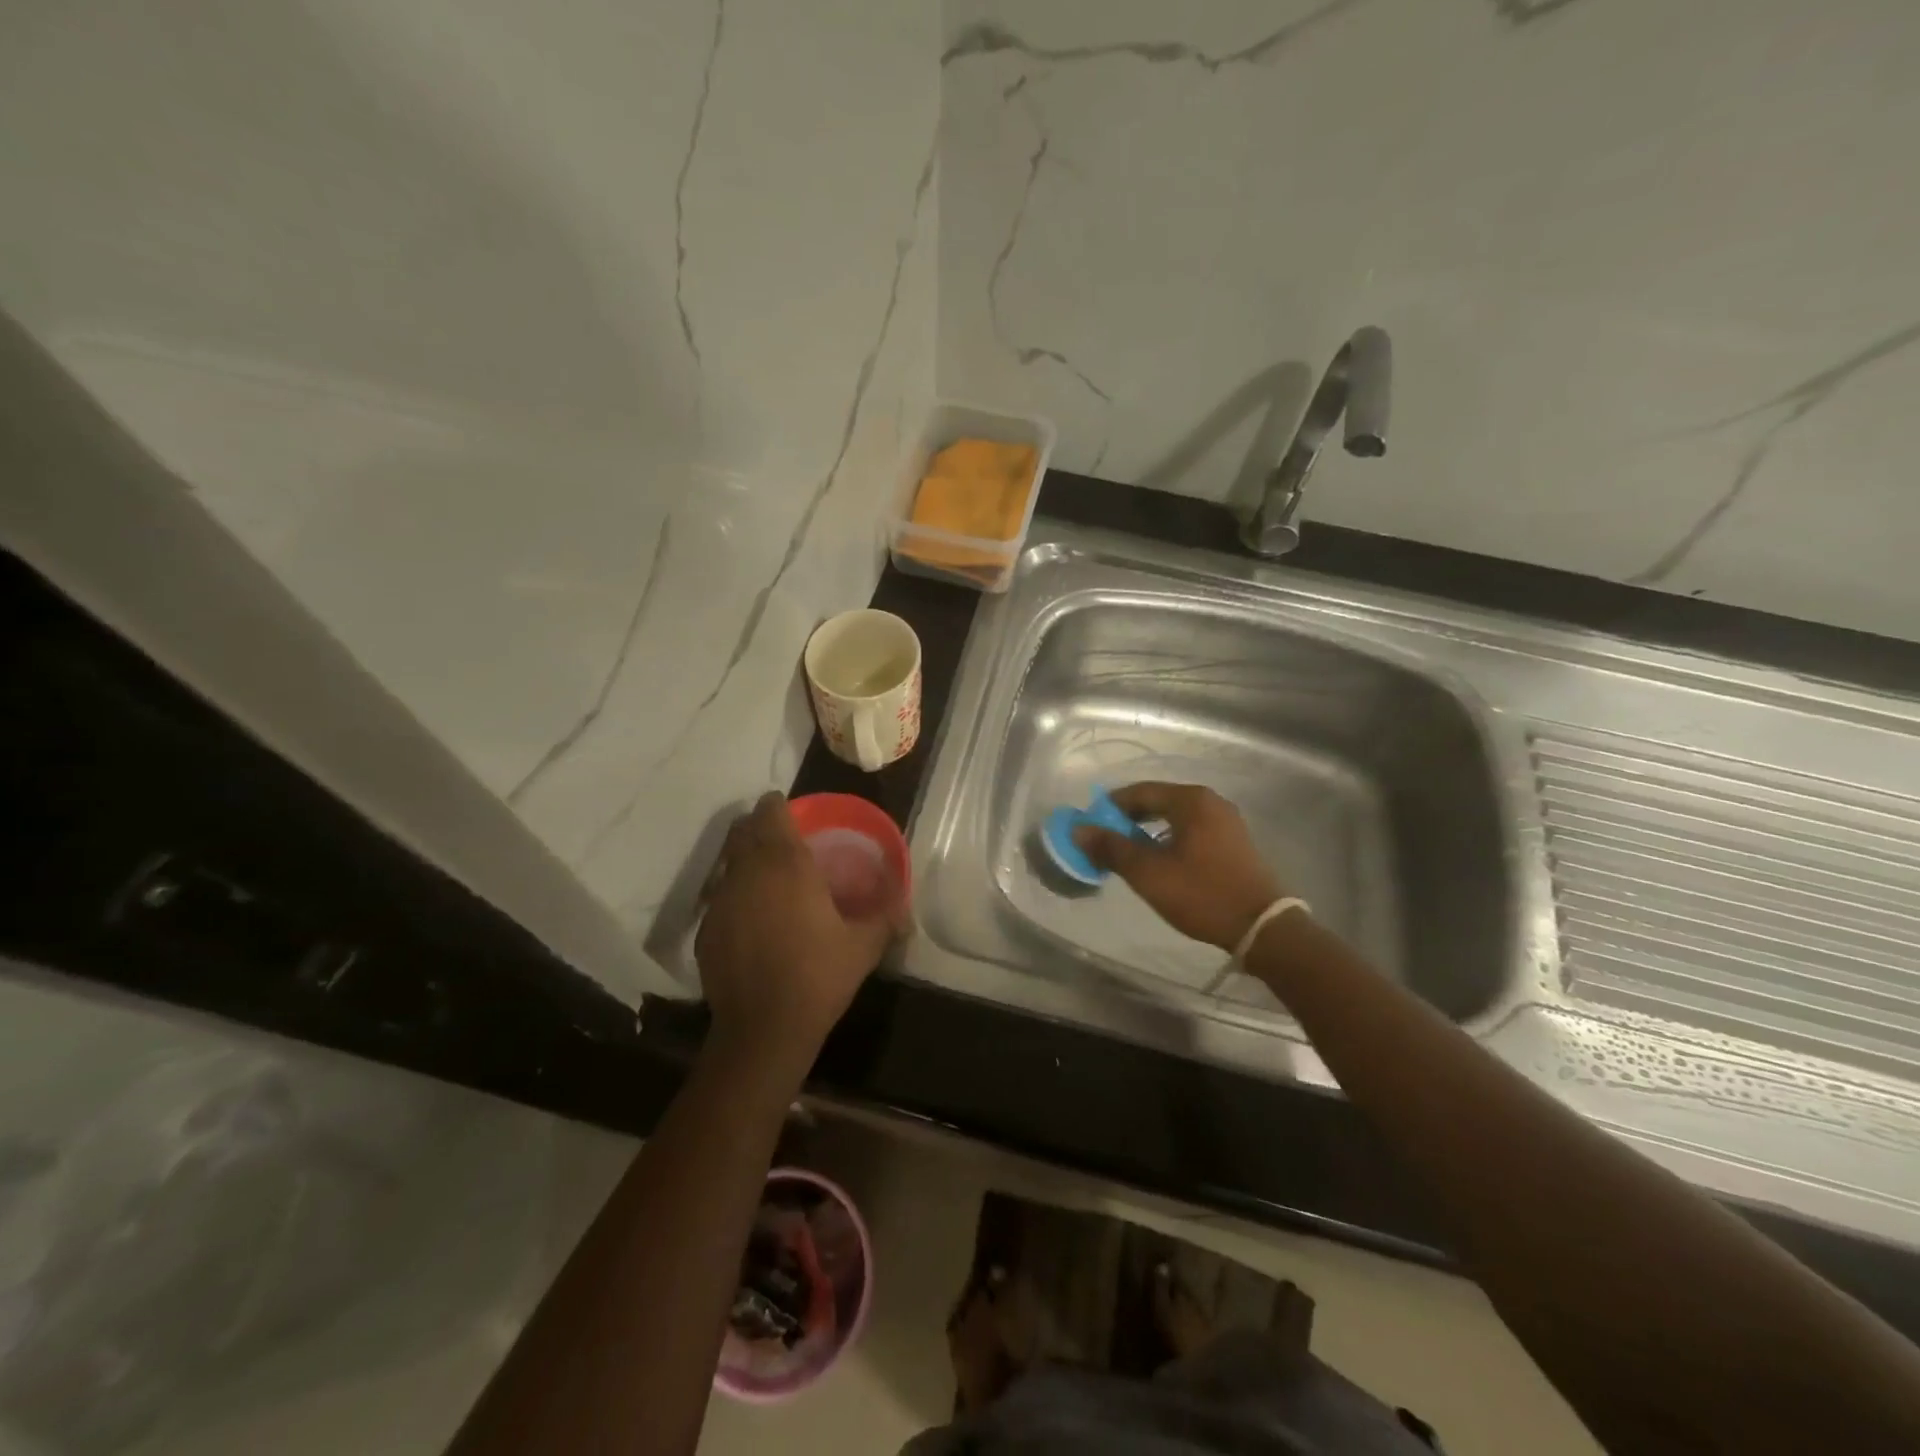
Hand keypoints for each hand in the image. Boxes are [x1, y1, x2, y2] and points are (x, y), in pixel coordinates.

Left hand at [696, 792, 903, 1055]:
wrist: (764, 1029)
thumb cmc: (818, 976)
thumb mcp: (864, 946)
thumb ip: (886, 917)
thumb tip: (906, 908)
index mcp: (786, 864)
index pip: (770, 812)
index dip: (779, 806)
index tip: (792, 813)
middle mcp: (747, 872)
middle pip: (742, 830)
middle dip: (759, 827)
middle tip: (783, 841)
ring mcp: (720, 901)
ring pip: (728, 862)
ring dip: (745, 860)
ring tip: (769, 879)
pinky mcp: (705, 929)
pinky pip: (720, 897)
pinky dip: (735, 895)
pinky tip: (753, 920)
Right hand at [1072, 782, 1285, 950]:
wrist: (1262, 928)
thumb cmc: (1201, 894)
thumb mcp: (1148, 873)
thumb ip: (1111, 848)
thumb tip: (1079, 829)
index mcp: (1191, 800)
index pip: (1140, 791)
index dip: (1110, 807)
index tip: (1091, 827)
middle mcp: (1211, 802)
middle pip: (1158, 801)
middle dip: (1128, 819)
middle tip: (1106, 842)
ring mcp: (1227, 822)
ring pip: (1175, 817)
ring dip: (1148, 831)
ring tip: (1129, 854)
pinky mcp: (1235, 842)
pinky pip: (1192, 830)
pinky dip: (1170, 839)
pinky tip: (1160, 862)